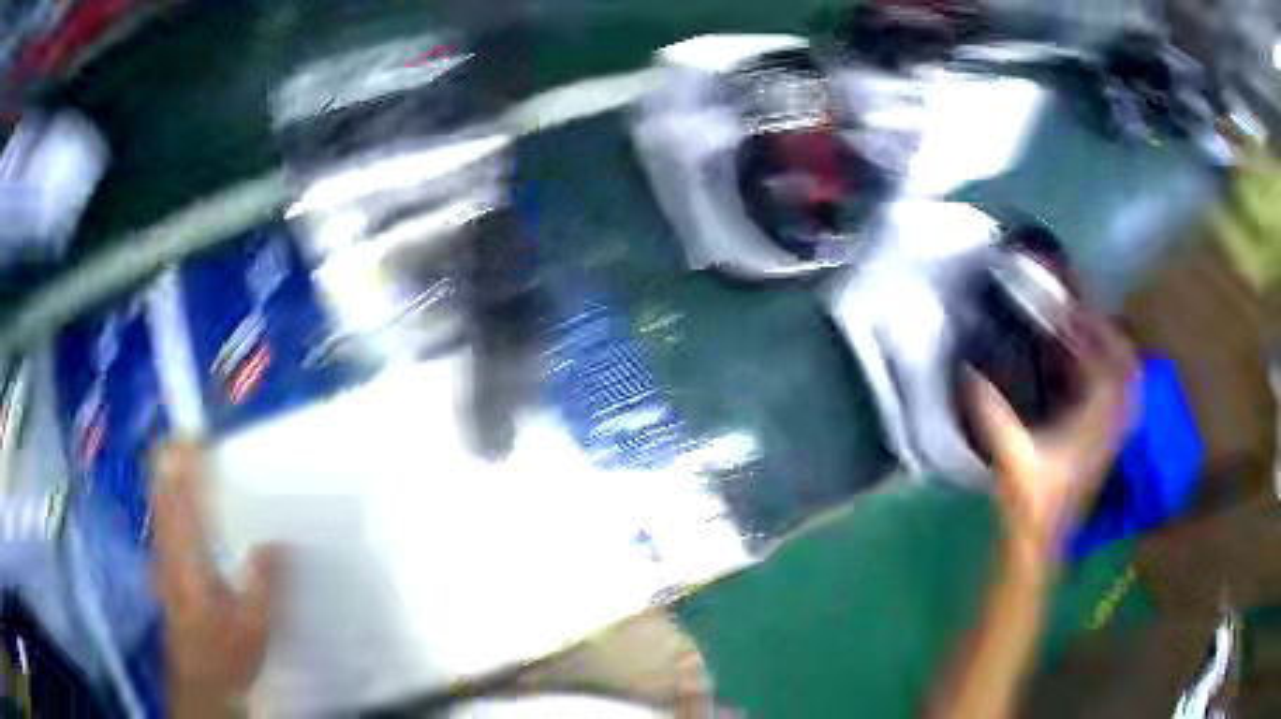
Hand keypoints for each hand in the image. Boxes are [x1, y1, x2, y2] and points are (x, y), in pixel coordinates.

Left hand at [152, 443, 279, 713]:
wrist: (200, 682)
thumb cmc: (226, 653)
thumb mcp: (254, 626)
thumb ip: (264, 582)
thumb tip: (279, 540)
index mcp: (188, 557)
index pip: (179, 496)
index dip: (183, 462)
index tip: (195, 434)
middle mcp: (168, 549)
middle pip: (162, 491)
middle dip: (171, 459)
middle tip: (191, 436)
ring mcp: (162, 558)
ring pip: (159, 504)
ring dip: (169, 477)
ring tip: (186, 458)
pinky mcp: (162, 569)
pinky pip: (162, 521)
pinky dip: (168, 500)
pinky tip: (182, 504)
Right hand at [968, 312, 1137, 565]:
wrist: (1041, 544)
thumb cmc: (1031, 504)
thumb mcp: (1011, 457)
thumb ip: (992, 412)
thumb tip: (967, 370)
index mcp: (1097, 422)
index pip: (1110, 361)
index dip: (1094, 329)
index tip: (1072, 308)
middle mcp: (1112, 424)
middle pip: (1129, 367)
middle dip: (1111, 336)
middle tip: (1085, 317)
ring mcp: (1112, 436)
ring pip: (1127, 384)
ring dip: (1113, 355)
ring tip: (1088, 337)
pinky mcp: (1104, 445)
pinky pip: (1119, 400)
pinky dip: (1109, 379)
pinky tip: (1087, 375)